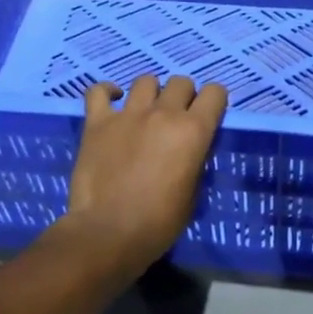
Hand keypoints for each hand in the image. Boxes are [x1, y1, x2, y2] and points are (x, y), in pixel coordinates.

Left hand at [61, 74, 227, 274]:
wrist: (109, 233)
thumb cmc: (159, 223)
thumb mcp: (192, 193)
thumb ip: (194, 161)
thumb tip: (189, 150)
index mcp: (193, 131)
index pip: (215, 93)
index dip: (214, 101)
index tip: (209, 114)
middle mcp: (163, 113)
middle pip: (181, 82)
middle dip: (183, 96)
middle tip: (176, 118)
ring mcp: (128, 114)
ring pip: (146, 80)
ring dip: (151, 93)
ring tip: (146, 111)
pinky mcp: (97, 122)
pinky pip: (98, 91)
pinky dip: (107, 92)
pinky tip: (112, 100)